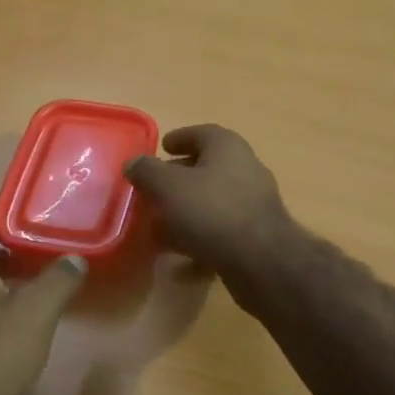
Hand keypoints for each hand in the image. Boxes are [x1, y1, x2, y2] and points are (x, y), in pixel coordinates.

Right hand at [124, 125, 293, 280]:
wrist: (260, 261)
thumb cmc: (211, 211)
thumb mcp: (168, 187)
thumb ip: (147, 172)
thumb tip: (133, 163)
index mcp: (227, 147)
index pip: (201, 133)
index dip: (179, 138)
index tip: (162, 148)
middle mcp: (245, 169)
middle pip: (205, 169)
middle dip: (177, 180)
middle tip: (152, 191)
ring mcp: (253, 204)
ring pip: (211, 203)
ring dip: (185, 213)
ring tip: (157, 228)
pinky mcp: (255, 235)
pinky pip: (220, 232)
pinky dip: (198, 240)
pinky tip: (178, 258)